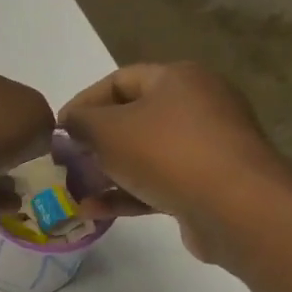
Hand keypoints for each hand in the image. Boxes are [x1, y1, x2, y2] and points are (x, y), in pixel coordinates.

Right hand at [58, 63, 291, 265]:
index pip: (119, 80)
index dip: (83, 103)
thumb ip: (82, 122)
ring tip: (75, 192)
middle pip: (133, 119)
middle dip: (95, 143)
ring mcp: (205, 147)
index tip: (57, 131)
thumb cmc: (167, 153)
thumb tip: (71, 121)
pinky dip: (127, 195)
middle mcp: (196, 106)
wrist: (234, 207)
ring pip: (144, 155)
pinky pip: (158, 184)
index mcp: (177, 79)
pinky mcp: (206, 185)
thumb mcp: (109, 131)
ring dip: (107, 174)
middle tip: (65, 163)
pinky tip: (94, 212)